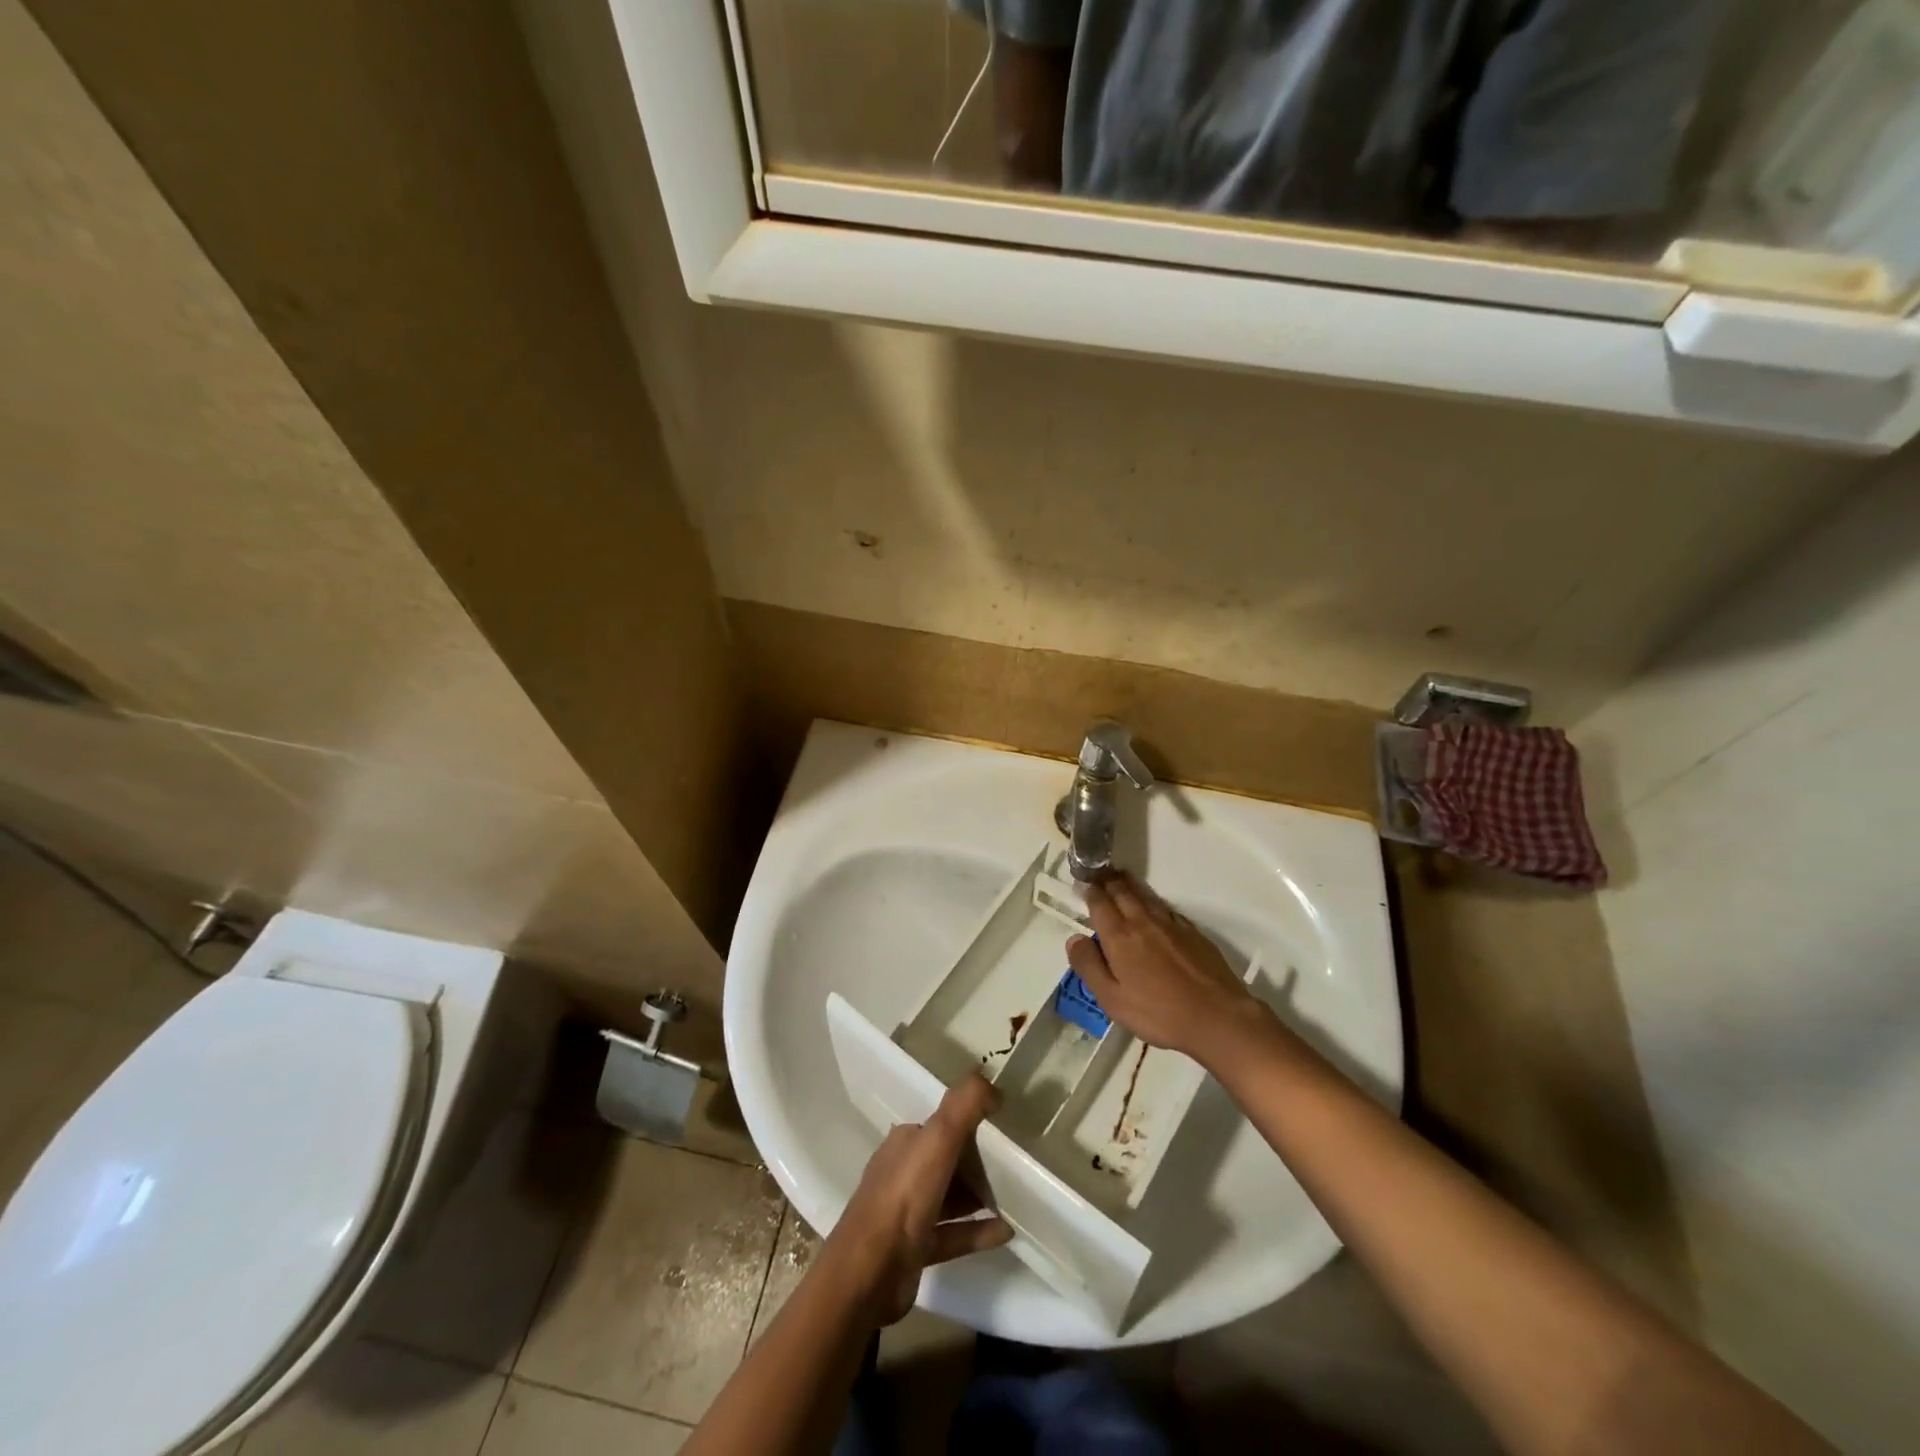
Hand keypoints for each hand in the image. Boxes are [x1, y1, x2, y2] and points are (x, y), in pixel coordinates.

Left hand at [821, 1074, 1013, 1324]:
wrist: (869, 1272)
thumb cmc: (904, 1196)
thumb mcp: (938, 1139)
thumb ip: (965, 1105)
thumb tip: (995, 1086)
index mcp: (905, 1143)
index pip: (941, 1126)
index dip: (970, 1125)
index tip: (1002, 1131)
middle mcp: (903, 1172)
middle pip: (947, 1161)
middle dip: (977, 1163)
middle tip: (1013, 1168)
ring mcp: (908, 1213)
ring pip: (950, 1197)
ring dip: (978, 1196)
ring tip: (1015, 1199)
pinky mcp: (916, 1248)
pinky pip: (954, 1233)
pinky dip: (978, 1231)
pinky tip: (1006, 1232)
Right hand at [1068, 872, 1269, 1066]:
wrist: (1217, 1016)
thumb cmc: (1158, 1013)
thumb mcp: (1112, 999)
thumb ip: (1089, 966)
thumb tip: (1075, 938)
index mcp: (1119, 936)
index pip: (1099, 903)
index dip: (1089, 891)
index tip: (1083, 883)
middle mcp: (1142, 921)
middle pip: (1122, 892)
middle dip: (1108, 880)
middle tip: (1099, 873)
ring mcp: (1170, 924)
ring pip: (1145, 895)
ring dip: (1129, 884)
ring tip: (1120, 877)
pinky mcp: (1192, 932)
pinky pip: (1165, 907)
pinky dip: (1152, 900)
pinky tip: (1152, 905)